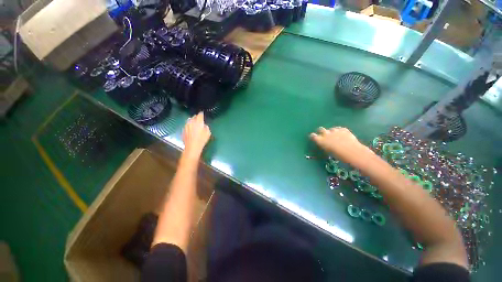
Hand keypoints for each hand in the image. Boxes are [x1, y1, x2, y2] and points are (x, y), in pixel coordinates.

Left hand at [182, 112, 210, 158]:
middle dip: (196, 117)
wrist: (192, 146)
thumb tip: (204, 125)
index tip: (202, 114)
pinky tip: (191, 130)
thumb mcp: (208, 133)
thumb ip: (206, 127)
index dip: (201, 114)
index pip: (200, 115)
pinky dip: (189, 126)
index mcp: (198, 121)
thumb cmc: (202, 139)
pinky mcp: (183, 130)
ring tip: (195, 124)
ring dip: (192, 121)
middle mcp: (191, 122)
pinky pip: (187, 126)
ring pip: (189, 121)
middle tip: (199, 120)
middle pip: (194, 117)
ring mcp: (186, 126)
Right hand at [309, 127, 372, 165]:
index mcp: (321, 140)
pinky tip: (341, 134)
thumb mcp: (328, 151)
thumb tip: (325, 144)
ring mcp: (335, 131)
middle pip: (320, 129)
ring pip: (331, 129)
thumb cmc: (338, 155)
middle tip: (323, 134)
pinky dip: (339, 131)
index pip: (313, 136)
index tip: (313, 137)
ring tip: (334, 135)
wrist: (352, 151)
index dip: (313, 136)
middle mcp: (326, 134)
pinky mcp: (343, 129)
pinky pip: (339, 129)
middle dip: (320, 131)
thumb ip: (325, 146)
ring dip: (331, 131)